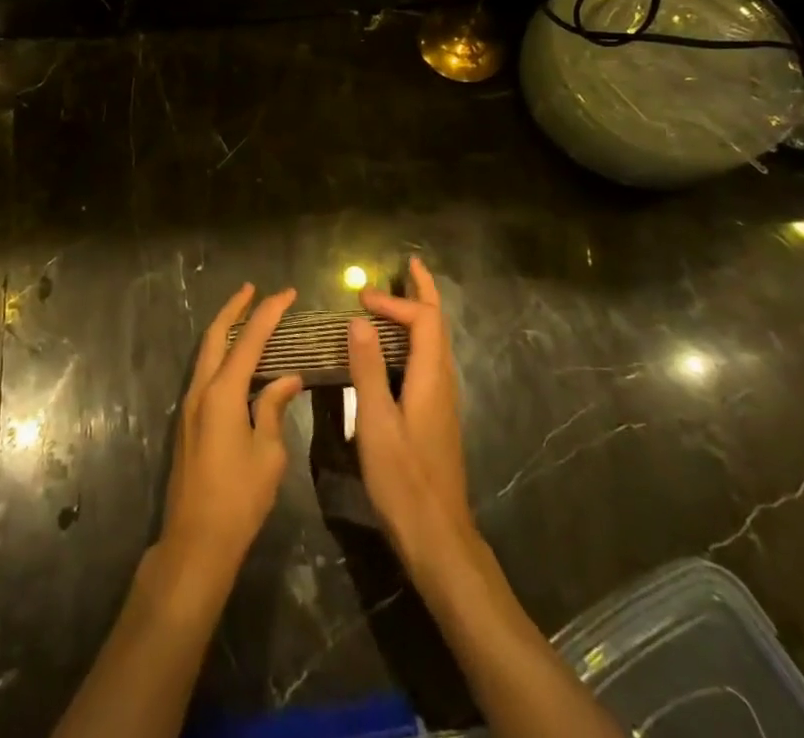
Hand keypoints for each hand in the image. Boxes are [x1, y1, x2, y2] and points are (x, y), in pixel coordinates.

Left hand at [160, 284, 303, 583]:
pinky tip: (237, 360)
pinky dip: (221, 354)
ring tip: (246, 316)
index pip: (249, 339)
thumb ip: (274, 408)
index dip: (269, 312)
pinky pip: (205, 372)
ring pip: (206, 352)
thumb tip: (287, 379)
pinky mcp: (188, 420)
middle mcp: (201, 389)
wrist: (196, 541)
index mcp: (222, 392)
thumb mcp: (268, 453)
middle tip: (254, 289)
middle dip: (234, 308)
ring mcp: (190, 404)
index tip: (287, 293)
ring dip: (225, 329)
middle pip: (215, 335)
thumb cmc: (239, 498)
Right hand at [346, 257, 472, 570]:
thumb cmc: (403, 479)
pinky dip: (413, 339)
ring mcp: (442, 401)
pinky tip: (394, 350)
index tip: (360, 297)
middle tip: (408, 265)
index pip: (423, 319)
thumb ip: (367, 369)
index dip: (395, 301)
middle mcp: (443, 382)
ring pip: (435, 343)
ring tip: (397, 298)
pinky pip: (427, 361)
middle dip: (423, 292)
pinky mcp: (435, 416)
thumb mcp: (376, 422)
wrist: (437, 538)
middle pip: (437, 324)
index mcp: (431, 377)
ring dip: (419, 314)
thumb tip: (359, 319)